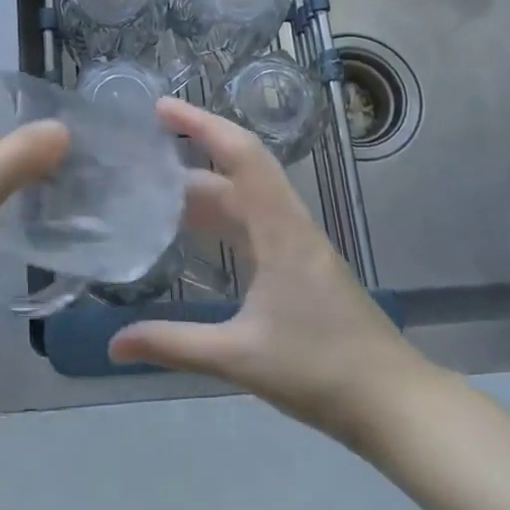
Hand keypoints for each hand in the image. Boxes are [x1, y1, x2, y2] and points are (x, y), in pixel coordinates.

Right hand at [110, 98, 437, 446]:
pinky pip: (255, 220)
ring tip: (156, 190)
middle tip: (143, 151)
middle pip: (240, 168)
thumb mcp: (239, 358)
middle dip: (193, 151)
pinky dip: (222, 215)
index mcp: (279, 230)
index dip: (201, 124)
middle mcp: (289, 224)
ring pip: (247, 195)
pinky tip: (196, 234)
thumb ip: (174, 345)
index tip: (160, 107)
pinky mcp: (302, 262)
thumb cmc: (320, 371)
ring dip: (206, 186)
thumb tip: (115, 343)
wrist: (394, 402)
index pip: (240, 155)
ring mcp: (299, 242)